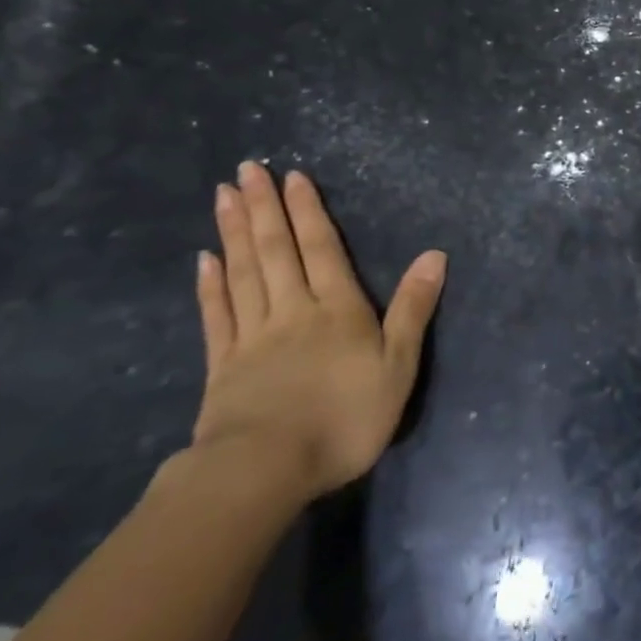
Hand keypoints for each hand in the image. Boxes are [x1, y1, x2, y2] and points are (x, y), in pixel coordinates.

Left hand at [189, 162, 444, 503]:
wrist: (266, 471)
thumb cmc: (344, 418)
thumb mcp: (398, 366)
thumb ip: (413, 308)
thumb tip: (435, 254)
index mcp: (336, 308)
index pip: (321, 248)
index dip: (308, 211)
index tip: (291, 177)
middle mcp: (292, 310)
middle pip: (276, 250)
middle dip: (263, 207)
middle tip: (246, 169)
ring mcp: (252, 337)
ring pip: (243, 273)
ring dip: (234, 232)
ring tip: (223, 196)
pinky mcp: (222, 367)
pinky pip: (217, 316)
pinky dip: (211, 285)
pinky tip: (205, 260)